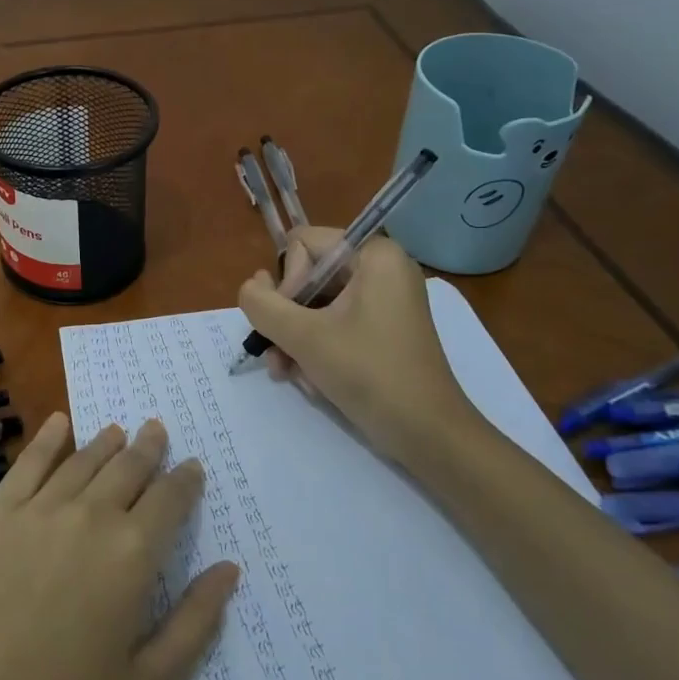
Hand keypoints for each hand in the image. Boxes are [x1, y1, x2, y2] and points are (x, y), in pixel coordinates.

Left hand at [0, 413, 239, 679]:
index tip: (193, 467)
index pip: (170, 499)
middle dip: (148, 448)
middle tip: (157, 430)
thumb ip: (195, 623)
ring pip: (82, 461)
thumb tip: (229, 570)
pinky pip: (27, 464)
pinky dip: (48, 438)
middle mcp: (90, 517)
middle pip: (127, 468)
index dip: (185, 480)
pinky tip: (60, 423)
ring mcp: (37, 511)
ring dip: (105, 442)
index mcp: (133, 555)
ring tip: (119, 430)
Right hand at [236, 226, 483, 478]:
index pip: (303, 244)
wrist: (428, 435)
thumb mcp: (304, 337)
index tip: (292, 322)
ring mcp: (383, 300)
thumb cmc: (370, 374)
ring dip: (294, 338)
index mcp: (374, 255)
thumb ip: (263, 304)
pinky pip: (334, 324)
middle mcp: (381, 269)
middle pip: (307, 276)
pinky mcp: (382, 329)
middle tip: (279, 355)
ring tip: (287, 373)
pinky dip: (315, 348)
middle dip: (286, 318)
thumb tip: (250, 286)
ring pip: (315, 305)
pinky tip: (307, 379)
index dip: (287, 282)